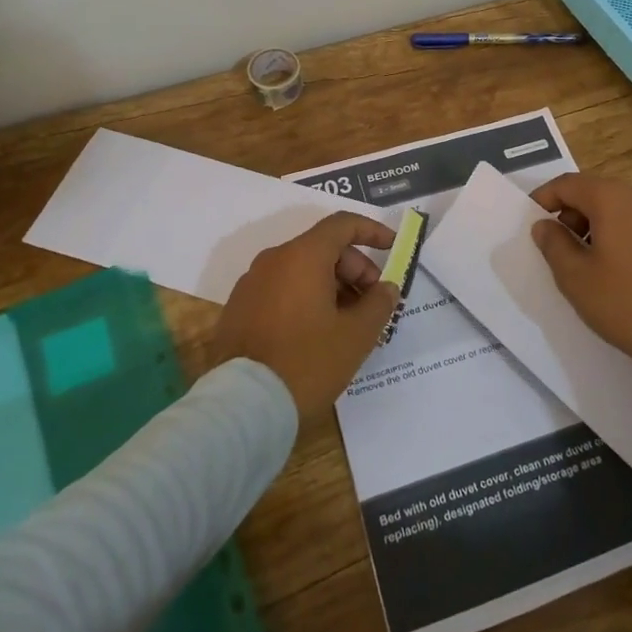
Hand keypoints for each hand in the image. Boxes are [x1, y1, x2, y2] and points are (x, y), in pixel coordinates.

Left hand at [213, 213, 399, 417]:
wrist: (242, 407)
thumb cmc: (307, 363)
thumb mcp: (356, 335)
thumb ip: (378, 304)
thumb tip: (386, 288)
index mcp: (302, 256)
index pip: (342, 225)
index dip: (372, 231)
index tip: (392, 248)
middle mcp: (273, 260)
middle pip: (322, 248)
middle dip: (354, 269)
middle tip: (372, 303)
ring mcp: (251, 284)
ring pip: (301, 271)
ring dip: (331, 286)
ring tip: (348, 323)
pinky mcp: (238, 310)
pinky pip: (281, 290)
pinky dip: (305, 299)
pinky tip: (317, 333)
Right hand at [529, 172, 631, 361]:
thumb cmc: (624, 300)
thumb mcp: (575, 276)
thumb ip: (553, 244)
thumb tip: (545, 225)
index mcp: (613, 198)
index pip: (568, 184)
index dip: (544, 198)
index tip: (531, 220)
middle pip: (596, 193)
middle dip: (571, 214)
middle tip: (559, 246)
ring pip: (620, 210)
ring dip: (597, 226)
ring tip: (588, 262)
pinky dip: (622, 236)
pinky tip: (619, 270)